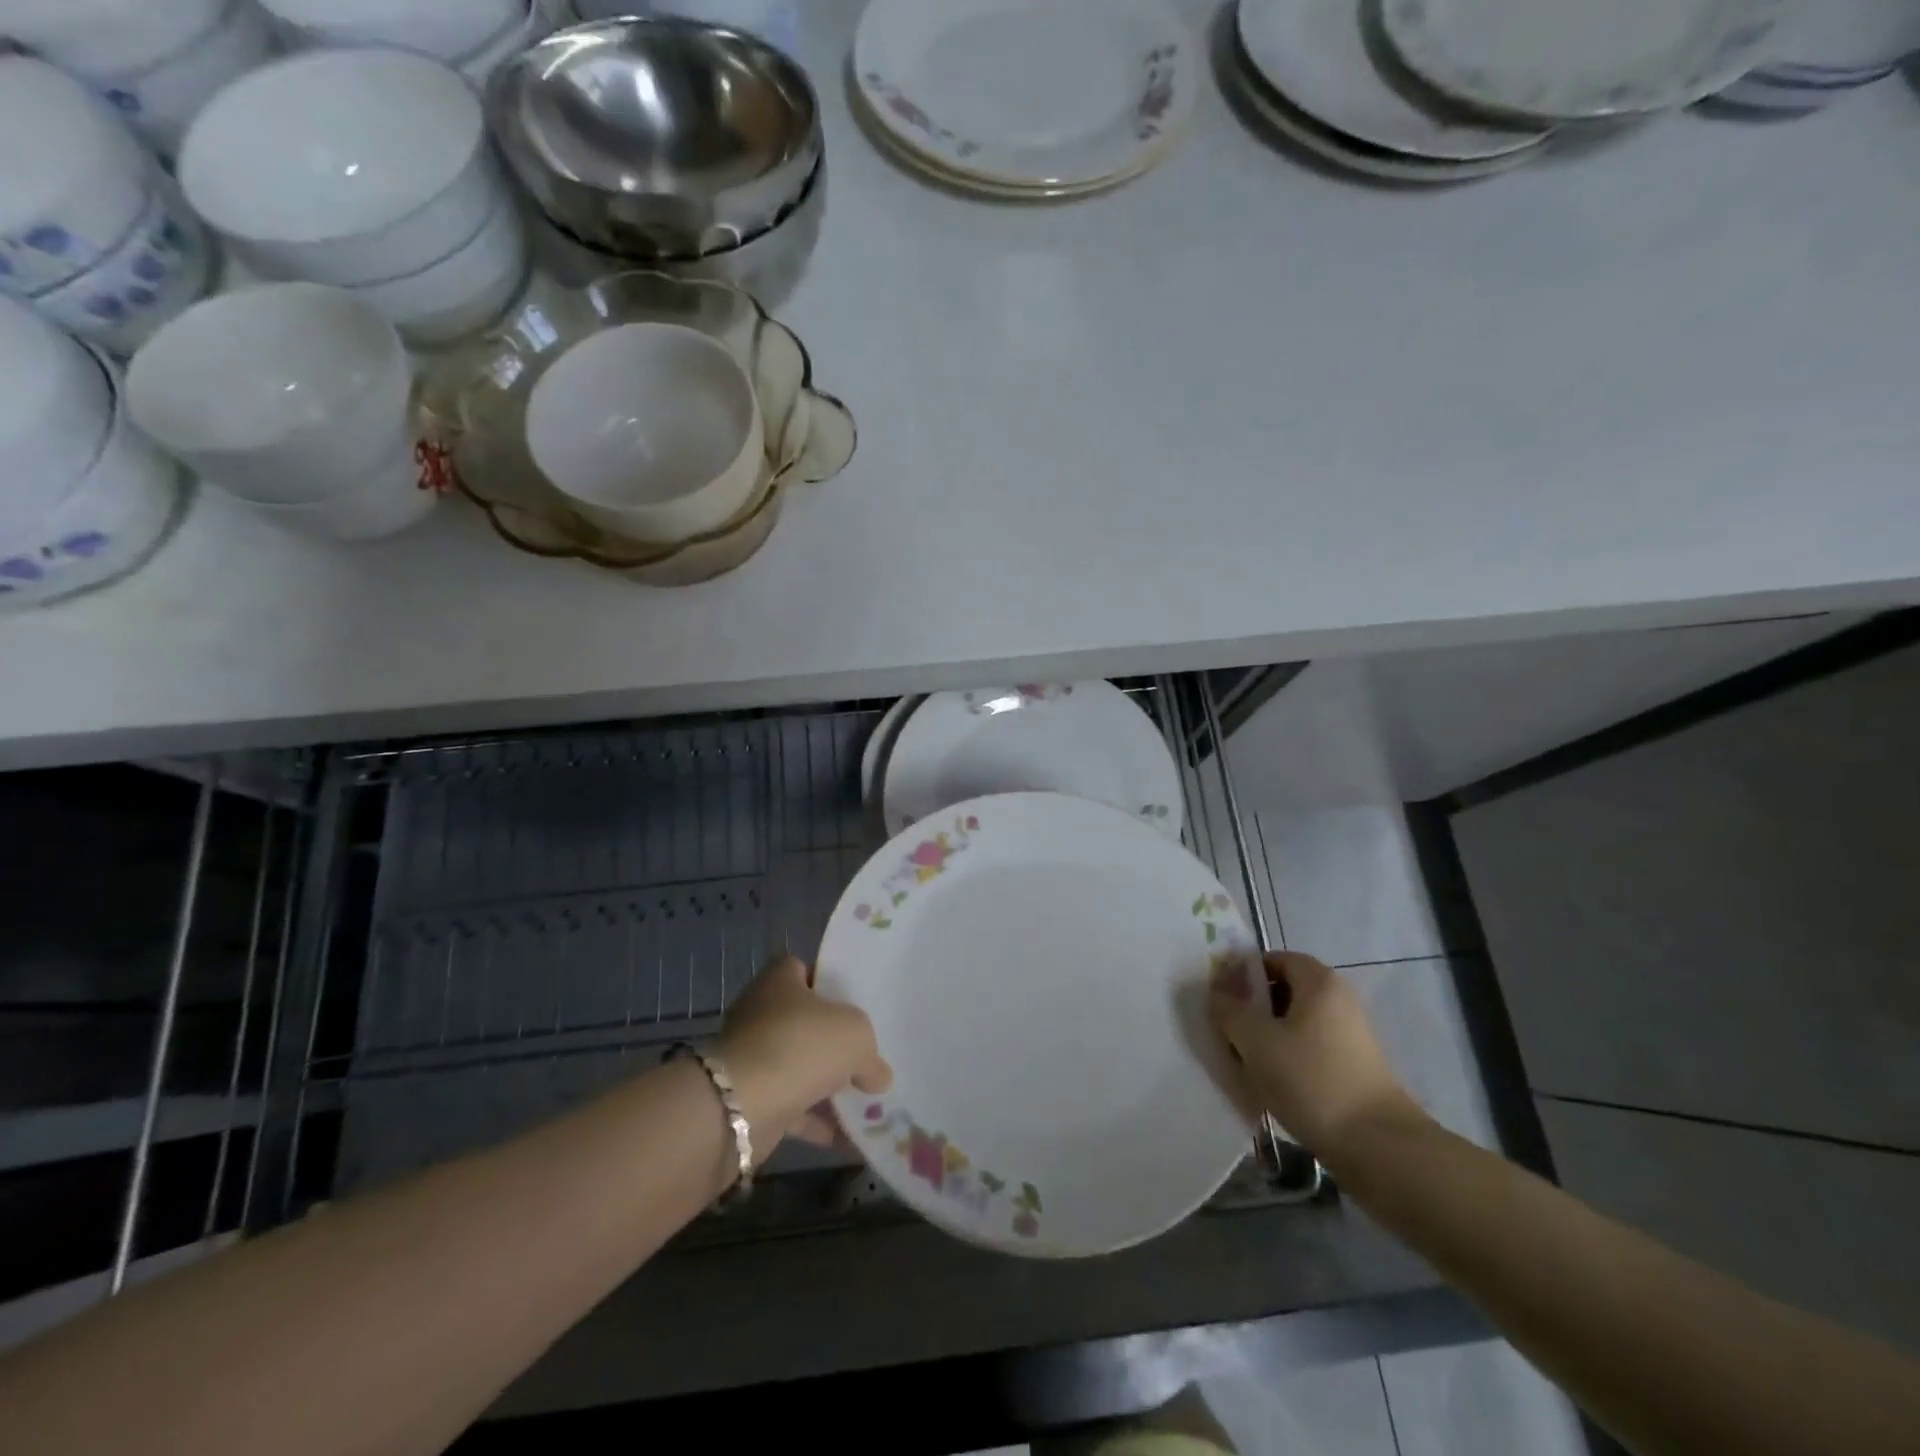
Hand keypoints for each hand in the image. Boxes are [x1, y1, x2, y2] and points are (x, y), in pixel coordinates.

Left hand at [719, 954, 891, 1160]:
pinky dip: (817, 1123)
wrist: (740, 1107)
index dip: (827, 982)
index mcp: (779, 981)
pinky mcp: (749, 1100)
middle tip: (865, 1053)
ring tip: (866, 1100)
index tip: (853, 1002)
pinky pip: (791, 1107)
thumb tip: (878, 1076)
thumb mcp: (855, 1036)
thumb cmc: (801, 1045)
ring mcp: (752, 1058)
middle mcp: (760, 1013)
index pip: (802, 969)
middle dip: (831, 1039)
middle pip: (802, 1019)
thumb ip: (870, 1053)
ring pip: (797, 1065)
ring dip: (825, 1084)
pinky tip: (850, 1138)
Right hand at [1209, 951, 1422, 1155]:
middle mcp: (1338, 1001)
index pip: (1275, 959)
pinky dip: (1286, 1059)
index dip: (1244, 973)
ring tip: (1242, 1060)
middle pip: (1284, 991)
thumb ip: (1229, 1009)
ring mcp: (1349, 1036)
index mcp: (1319, 982)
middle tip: (1225, 1029)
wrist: (1378, 1147)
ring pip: (1294, 1024)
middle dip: (1252, 1007)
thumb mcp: (1256, 1041)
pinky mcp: (1352, 1069)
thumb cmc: (1311, 1079)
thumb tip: (1217, 990)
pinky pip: (1308, 1050)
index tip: (1220, 996)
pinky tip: (1269, 1083)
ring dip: (1266, 1036)